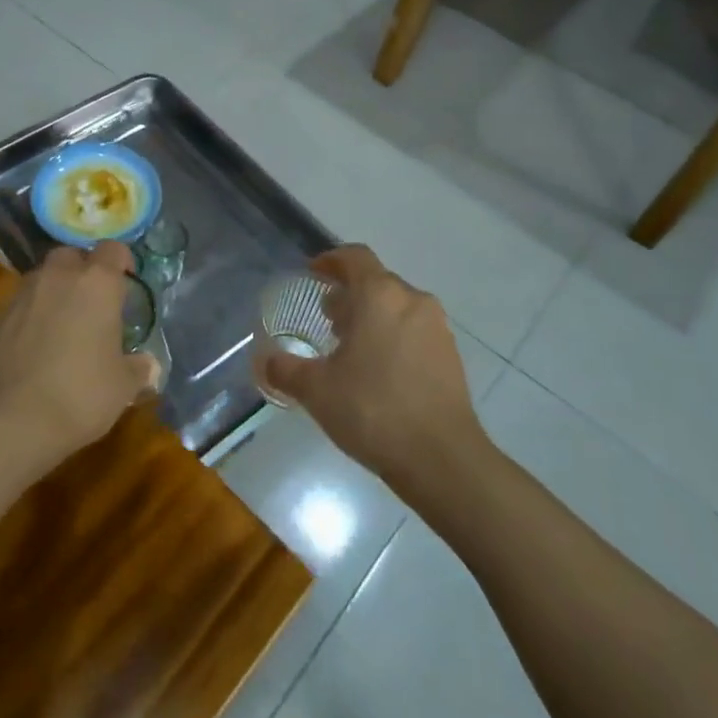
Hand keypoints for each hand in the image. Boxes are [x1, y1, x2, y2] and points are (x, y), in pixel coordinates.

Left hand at [0, 242, 159, 468]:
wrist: (14, 420)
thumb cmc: (81, 394)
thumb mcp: (123, 386)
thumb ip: (138, 368)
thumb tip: (148, 366)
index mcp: (96, 284)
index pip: (113, 249)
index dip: (121, 262)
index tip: (126, 281)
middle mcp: (58, 277)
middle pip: (71, 255)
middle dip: (81, 270)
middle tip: (91, 300)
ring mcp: (22, 295)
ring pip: (41, 278)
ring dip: (53, 291)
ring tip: (61, 323)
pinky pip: (19, 306)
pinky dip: (28, 317)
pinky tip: (32, 347)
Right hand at [260, 244, 480, 483]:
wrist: (442, 460)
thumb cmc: (373, 410)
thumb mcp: (317, 390)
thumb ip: (286, 370)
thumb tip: (265, 361)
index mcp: (379, 295)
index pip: (354, 257)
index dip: (331, 261)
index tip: (313, 274)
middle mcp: (412, 301)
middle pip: (377, 282)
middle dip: (350, 294)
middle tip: (327, 319)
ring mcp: (437, 328)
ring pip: (398, 307)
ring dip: (373, 317)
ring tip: (350, 348)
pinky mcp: (452, 356)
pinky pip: (415, 331)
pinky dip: (394, 337)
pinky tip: (379, 372)